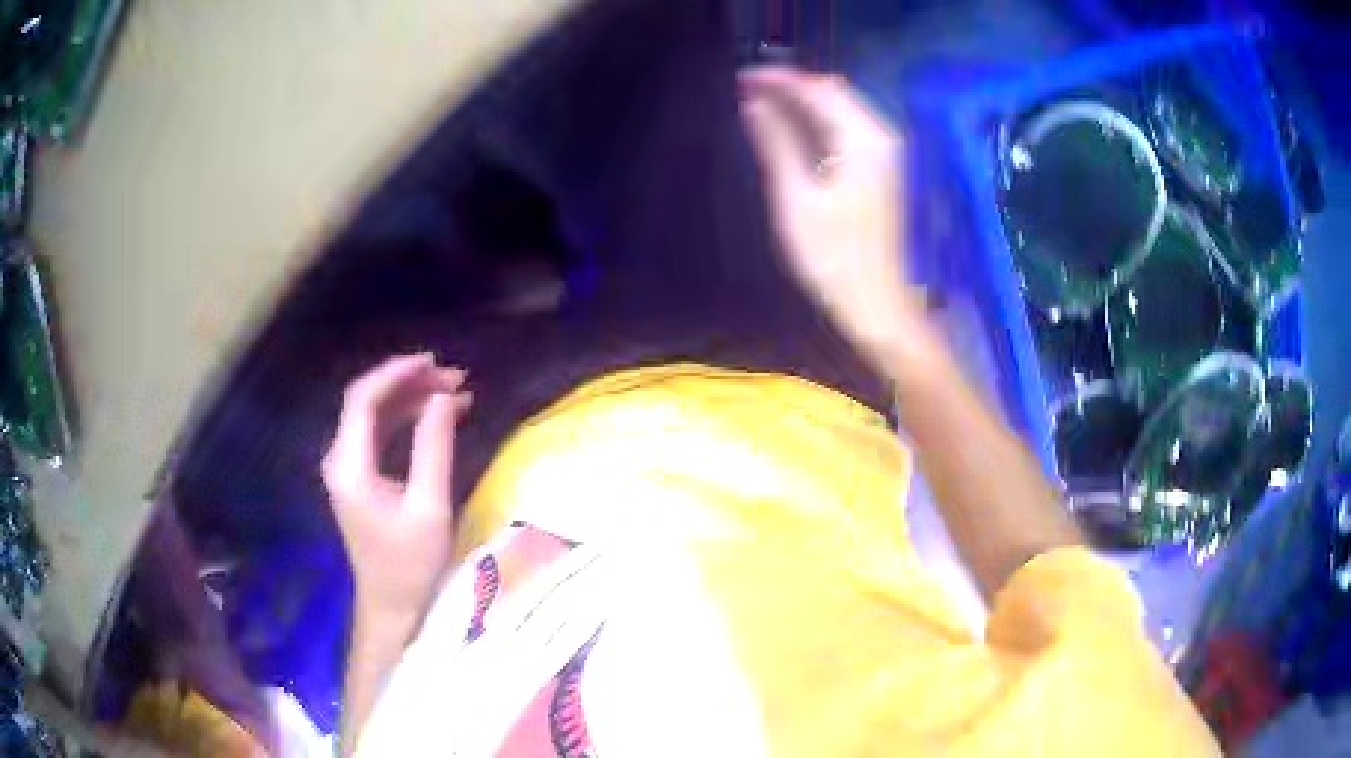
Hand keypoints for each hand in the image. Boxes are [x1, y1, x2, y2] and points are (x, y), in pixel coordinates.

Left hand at [322, 354, 472, 635]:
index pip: (363, 399)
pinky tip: (439, 417)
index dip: (397, 374)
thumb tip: (443, 397)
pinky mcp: (360, 479)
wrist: (392, 608)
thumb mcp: (429, 507)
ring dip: (412, 401)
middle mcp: (341, 460)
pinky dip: (408, 421)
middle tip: (456, 379)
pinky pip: (381, 436)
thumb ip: (434, 447)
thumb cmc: (411, 565)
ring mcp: (348, 469)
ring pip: (376, 416)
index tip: (434, 363)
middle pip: (369, 403)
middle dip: (411, 384)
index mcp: (349, 465)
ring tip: (455, 392)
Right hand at [740, 67, 928, 369]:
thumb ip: (777, 143)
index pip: (819, 89)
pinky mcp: (883, 169)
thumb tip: (753, 103)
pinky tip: (795, 129)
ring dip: (805, 102)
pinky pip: (849, 128)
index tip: (742, 78)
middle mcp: (882, 137)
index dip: (780, 79)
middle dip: (792, 86)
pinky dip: (820, 121)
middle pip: (834, 93)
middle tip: (748, 90)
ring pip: (843, 109)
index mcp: (864, 140)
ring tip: (763, 105)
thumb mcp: (797, 198)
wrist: (878, 303)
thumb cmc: (835, 258)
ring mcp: (887, 153)